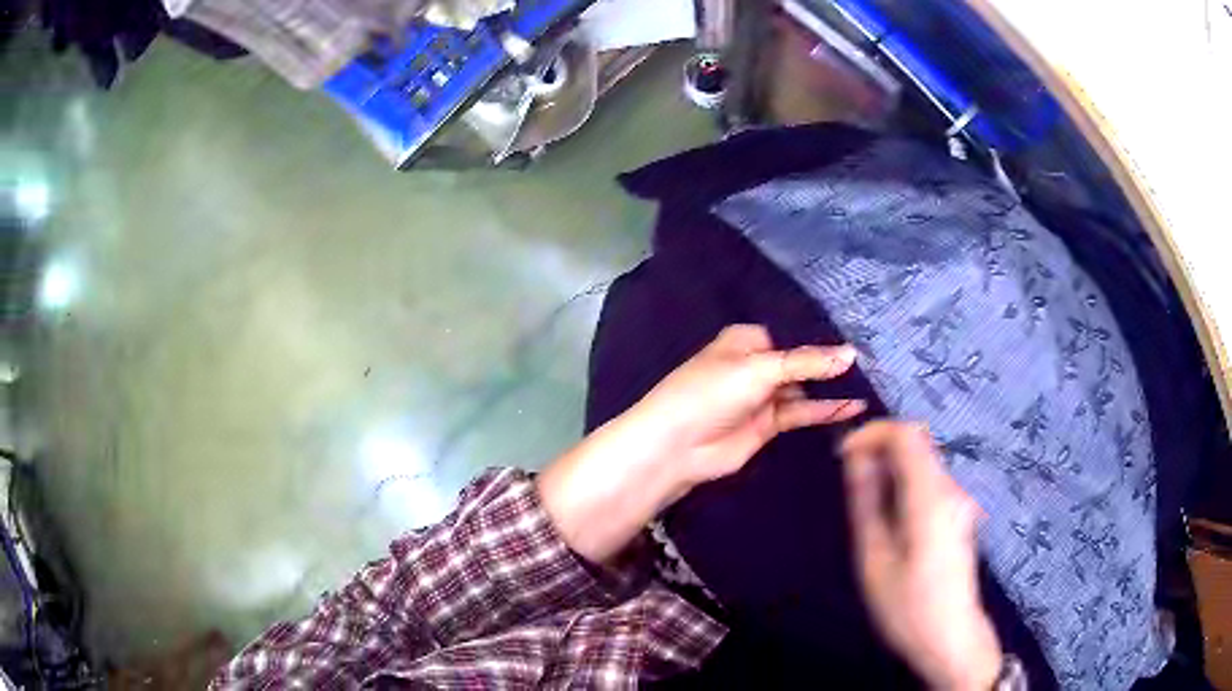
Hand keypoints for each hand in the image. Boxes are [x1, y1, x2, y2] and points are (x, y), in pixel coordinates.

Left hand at [539, 325, 864, 563]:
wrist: (677, 445)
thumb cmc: (712, 392)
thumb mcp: (761, 368)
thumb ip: (807, 363)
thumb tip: (851, 354)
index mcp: (747, 340)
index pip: (791, 333)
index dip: (821, 336)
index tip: (860, 334)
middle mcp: (757, 364)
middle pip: (801, 361)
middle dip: (830, 362)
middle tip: (875, 360)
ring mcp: (763, 396)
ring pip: (804, 388)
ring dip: (832, 387)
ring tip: (873, 383)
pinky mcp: (769, 424)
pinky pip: (802, 412)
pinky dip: (826, 410)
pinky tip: (854, 407)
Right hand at [840, 421, 1001, 690]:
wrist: (951, 638)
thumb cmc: (907, 606)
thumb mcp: (875, 558)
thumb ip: (866, 503)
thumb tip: (855, 458)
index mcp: (931, 498)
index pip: (907, 433)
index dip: (872, 432)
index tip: (842, 454)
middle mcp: (951, 489)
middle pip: (917, 442)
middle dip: (879, 449)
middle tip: (848, 480)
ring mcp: (959, 500)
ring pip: (922, 460)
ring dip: (890, 467)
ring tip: (864, 502)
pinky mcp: (958, 513)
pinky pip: (928, 480)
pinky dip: (903, 482)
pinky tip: (888, 518)